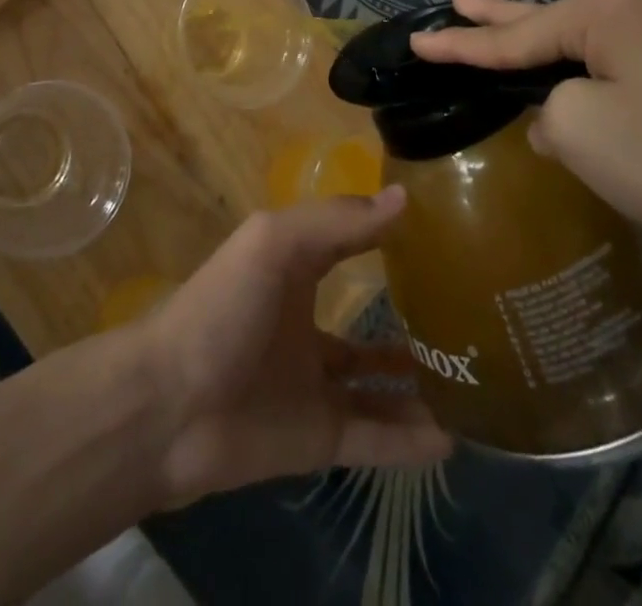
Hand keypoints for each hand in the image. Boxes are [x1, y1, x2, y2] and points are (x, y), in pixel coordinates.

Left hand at [142, 189, 452, 501]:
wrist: (169, 407)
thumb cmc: (223, 308)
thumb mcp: (275, 243)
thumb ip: (337, 221)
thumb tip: (403, 199)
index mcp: (293, 271)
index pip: (347, 246)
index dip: (383, 235)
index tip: (436, 230)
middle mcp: (306, 325)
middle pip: (365, 324)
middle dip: (408, 321)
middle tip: (467, 319)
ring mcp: (312, 385)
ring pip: (376, 386)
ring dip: (416, 385)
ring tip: (472, 380)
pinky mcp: (316, 438)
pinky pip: (374, 439)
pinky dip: (409, 442)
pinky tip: (452, 441)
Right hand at [410, 0, 641, 286]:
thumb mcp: (584, 136)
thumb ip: (550, 114)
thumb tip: (565, 116)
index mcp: (609, 8)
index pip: (516, 34)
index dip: (461, 44)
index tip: (419, 41)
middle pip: (555, 17)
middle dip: (503, 17)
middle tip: (459, 1)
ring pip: (600, 35)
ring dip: (556, 45)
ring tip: (512, 31)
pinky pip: (639, 53)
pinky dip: (604, 65)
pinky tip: (594, 77)